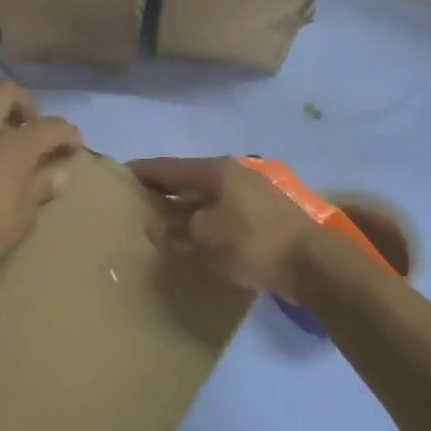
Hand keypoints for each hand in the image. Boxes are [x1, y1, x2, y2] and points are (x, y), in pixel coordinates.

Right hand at [129, 156, 329, 303]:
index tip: (119, 175)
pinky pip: (222, 210)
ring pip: (207, 195)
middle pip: (188, 178)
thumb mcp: (203, 237)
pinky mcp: (264, 214)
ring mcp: (252, 192)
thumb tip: (155, 225)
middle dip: (163, 189)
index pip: (168, 167)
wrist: (310, 263)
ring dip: (184, 206)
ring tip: (161, 219)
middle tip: (136, 201)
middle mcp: (234, 174)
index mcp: (216, 170)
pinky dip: (204, 218)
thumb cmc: (251, 243)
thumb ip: (174, 228)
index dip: (142, 171)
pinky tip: (195, 234)